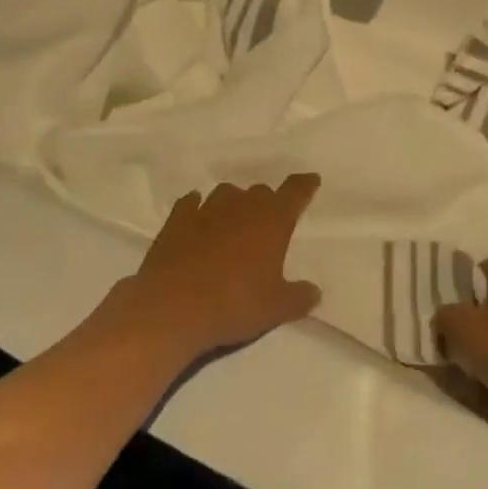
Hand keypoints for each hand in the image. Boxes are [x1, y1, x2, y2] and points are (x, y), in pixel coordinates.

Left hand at [116, 175, 321, 363]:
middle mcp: (242, 205)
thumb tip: (314, 292)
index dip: (305, 185)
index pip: (295, 192)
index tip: (311, 180)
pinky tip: (196, 213)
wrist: (172, 307)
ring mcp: (207, 209)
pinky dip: (196, 207)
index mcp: (272, 220)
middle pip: (260, 192)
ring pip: (226, 193)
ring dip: (233, 203)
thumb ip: (298, 297)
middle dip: (267, 203)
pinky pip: (190, 203)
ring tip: (233, 220)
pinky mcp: (177, 220)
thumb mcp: (275, 308)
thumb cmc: (234, 304)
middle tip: (268, 222)